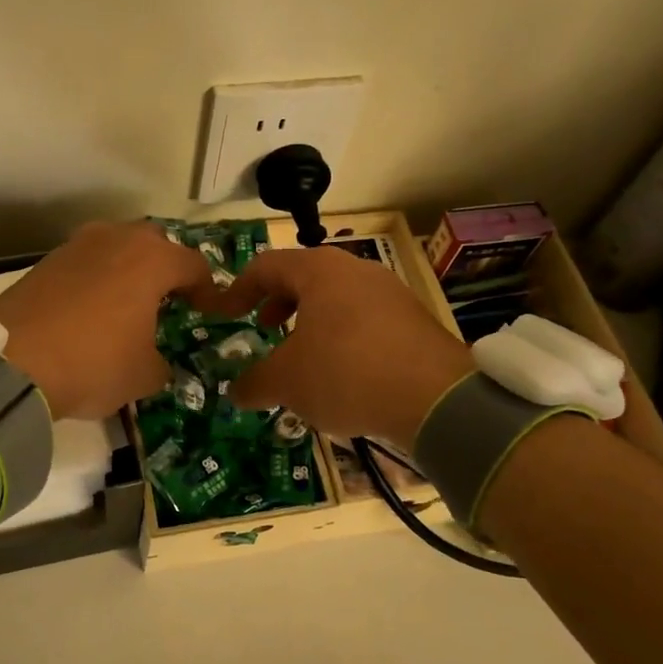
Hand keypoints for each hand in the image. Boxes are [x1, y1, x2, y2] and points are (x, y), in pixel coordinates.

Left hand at [0, 221, 218, 419]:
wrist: (13, 364)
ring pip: (116, 246)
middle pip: (154, 243)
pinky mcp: (46, 260)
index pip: (194, 265)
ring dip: (128, 268)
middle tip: (168, 299)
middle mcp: (116, 239)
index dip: (208, 290)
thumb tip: (157, 362)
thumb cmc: (94, 363)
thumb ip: (162, 363)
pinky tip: (91, 309)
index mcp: (152, 260)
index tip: (209, 312)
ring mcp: (77, 245)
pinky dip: (96, 278)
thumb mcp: (143, 375)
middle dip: (166, 267)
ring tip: (127, 303)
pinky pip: (86, 261)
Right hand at [200, 247, 473, 447]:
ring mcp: (390, 292)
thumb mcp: (287, 382)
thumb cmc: (346, 373)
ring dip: (311, 322)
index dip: (239, 289)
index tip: (225, 315)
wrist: (437, 397)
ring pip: (337, 298)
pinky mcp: (414, 320)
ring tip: (304, 356)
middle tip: (265, 329)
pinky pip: (365, 319)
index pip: (266, 266)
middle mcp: (356, 270)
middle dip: (278, 302)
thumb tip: (235, 392)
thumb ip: (255, 383)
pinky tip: (344, 373)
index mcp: (319, 271)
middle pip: (304, 277)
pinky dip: (343, 336)